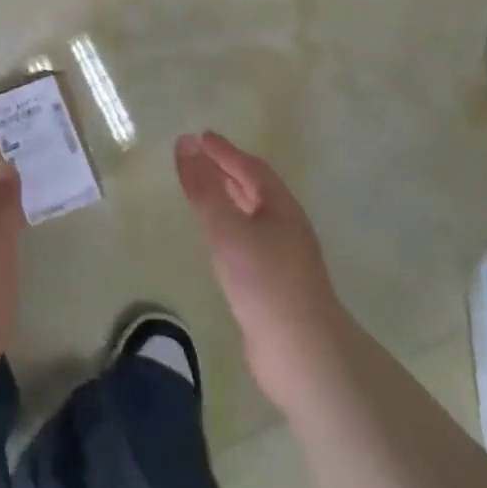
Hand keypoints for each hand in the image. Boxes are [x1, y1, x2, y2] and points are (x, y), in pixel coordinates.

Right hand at [175, 130, 344, 406]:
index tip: (199, 136)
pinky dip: (229, 226)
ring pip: (253, 215)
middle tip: (199, 157)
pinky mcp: (274, 283)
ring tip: (204, 190)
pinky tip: (216, 239)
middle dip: (228, 170)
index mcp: (280, 208)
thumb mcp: (227, 228)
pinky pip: (248, 239)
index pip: (251, 168)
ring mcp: (283, 257)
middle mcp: (286, 227)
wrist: (301, 351)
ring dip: (229, 197)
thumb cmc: (264, 281)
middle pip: (256, 189)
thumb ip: (205, 187)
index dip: (225, 151)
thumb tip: (186, 143)